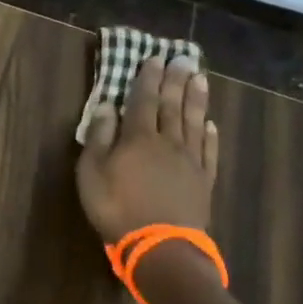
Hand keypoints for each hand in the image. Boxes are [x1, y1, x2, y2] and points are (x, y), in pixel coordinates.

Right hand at [76, 55, 218, 242]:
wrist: (160, 245)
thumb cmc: (117, 208)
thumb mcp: (92, 173)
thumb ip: (99, 137)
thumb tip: (107, 106)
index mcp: (138, 138)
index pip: (143, 101)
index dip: (147, 79)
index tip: (153, 59)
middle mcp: (167, 142)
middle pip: (172, 106)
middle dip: (175, 81)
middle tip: (183, 58)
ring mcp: (190, 161)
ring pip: (194, 122)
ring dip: (196, 99)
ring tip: (200, 78)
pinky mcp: (204, 181)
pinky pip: (208, 150)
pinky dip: (210, 134)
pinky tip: (210, 123)